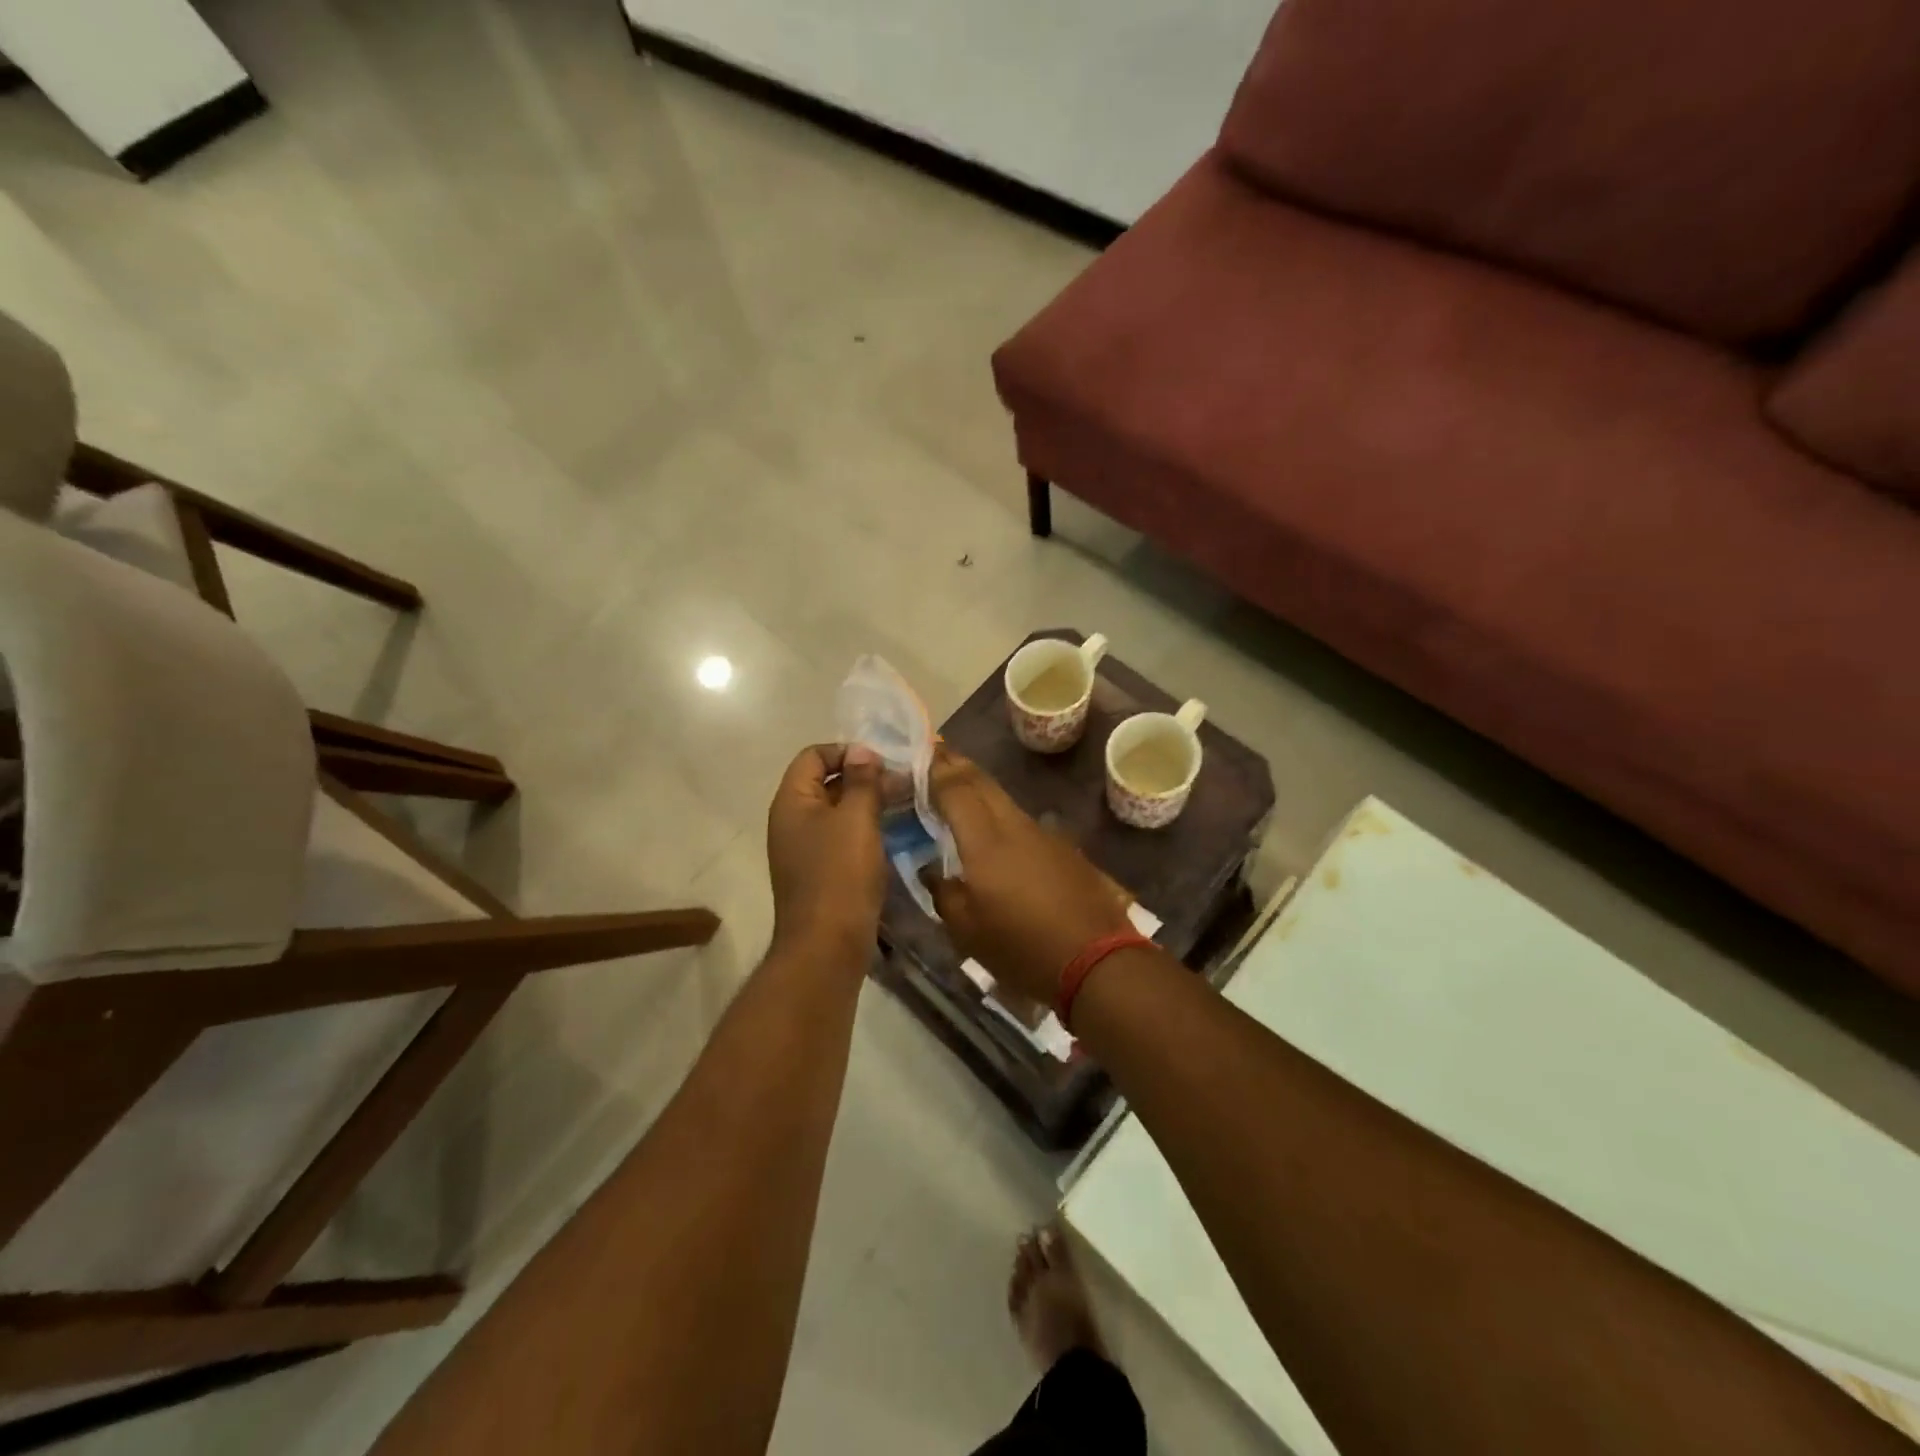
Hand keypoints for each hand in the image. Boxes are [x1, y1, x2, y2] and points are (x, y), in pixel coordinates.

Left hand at [766, 744, 885, 959]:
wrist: (827, 946)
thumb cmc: (840, 875)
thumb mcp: (856, 819)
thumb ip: (862, 780)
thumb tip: (862, 750)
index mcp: (792, 802)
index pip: (814, 755)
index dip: (847, 751)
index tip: (882, 763)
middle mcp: (792, 820)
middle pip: (826, 782)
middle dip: (864, 777)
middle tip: (903, 783)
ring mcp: (805, 848)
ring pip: (838, 811)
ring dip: (869, 804)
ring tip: (906, 805)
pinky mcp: (821, 872)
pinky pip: (843, 837)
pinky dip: (866, 830)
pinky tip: (895, 834)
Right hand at [924, 748, 1134, 1005]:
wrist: (1097, 959)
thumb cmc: (1022, 949)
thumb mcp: (967, 931)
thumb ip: (944, 893)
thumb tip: (932, 871)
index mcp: (985, 842)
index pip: (955, 789)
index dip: (936, 769)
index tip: (921, 752)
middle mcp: (1014, 826)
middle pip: (982, 783)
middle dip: (957, 765)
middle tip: (937, 755)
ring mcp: (1043, 835)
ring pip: (1004, 800)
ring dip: (980, 788)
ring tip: (960, 789)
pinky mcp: (1063, 849)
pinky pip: (1023, 821)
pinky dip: (1001, 814)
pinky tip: (996, 830)